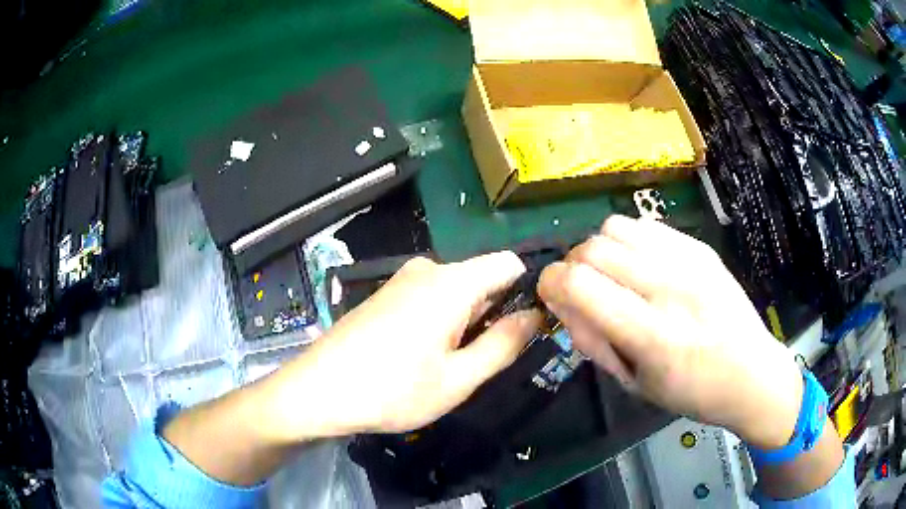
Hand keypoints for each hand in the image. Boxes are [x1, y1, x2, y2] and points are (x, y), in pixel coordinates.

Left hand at [266, 253, 541, 440]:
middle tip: (481, 362)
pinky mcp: (386, 295)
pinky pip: (430, 300)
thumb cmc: (392, 390)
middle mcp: (427, 270)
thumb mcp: (458, 378)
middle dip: (493, 315)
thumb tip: (534, 316)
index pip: (508, 264)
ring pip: (456, 293)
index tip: (529, 328)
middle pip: (482, 280)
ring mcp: (402, 281)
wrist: (318, 391)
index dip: (527, 291)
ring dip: (466, 324)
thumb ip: (503, 344)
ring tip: (449, 366)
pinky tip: (422, 358)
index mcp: (451, 282)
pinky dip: (441, 323)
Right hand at [537, 215, 802, 448]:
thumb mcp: (635, 385)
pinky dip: (628, 241)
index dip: (549, 284)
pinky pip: (645, 225)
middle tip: (582, 291)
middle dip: (571, 268)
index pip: (579, 285)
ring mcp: (689, 261)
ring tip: (612, 275)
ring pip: (615, 228)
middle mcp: (670, 289)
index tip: (550, 296)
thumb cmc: (693, 393)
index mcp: (653, 335)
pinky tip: (640, 265)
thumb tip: (562, 305)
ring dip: (599, 250)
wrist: (753, 373)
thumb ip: (593, 343)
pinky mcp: (700, 247)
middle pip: (593, 249)